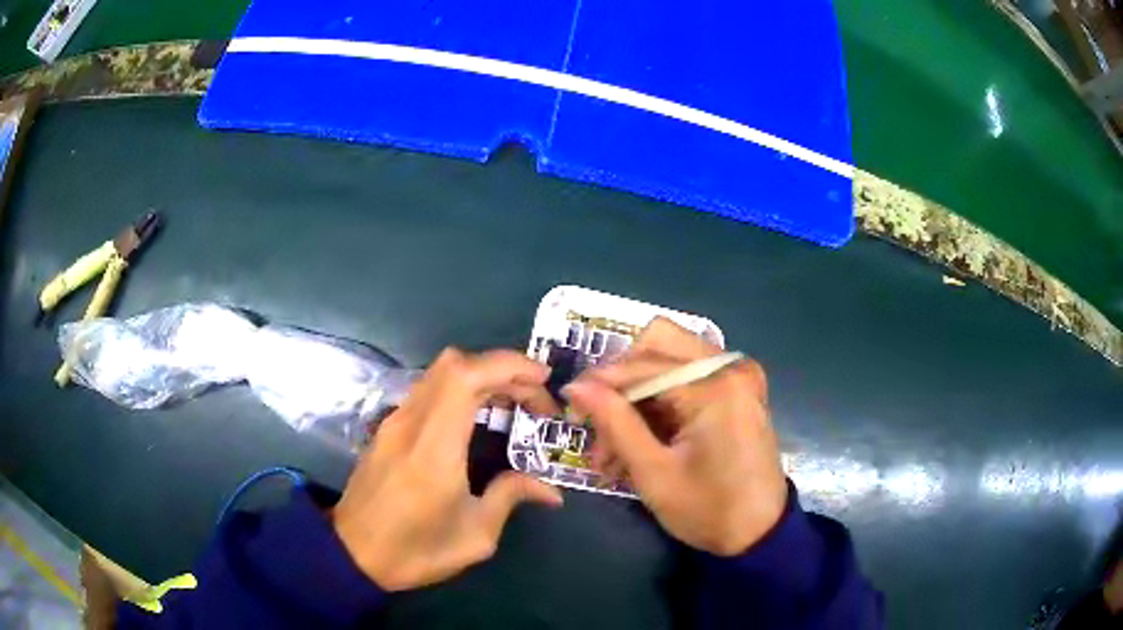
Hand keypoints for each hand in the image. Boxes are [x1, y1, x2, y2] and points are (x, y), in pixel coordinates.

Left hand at [333, 348, 563, 590]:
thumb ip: (511, 497)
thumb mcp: (474, 536)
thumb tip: (551, 491)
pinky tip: (480, 416)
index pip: (465, 377)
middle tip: (535, 399)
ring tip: (515, 403)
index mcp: (433, 448)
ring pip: (440, 372)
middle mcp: (411, 423)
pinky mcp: (389, 427)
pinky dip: (462, 388)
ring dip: (482, 375)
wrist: (353, 554)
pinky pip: (429, 389)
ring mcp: (395, 421)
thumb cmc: (415, 550)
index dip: (508, 366)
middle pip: (454, 363)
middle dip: (503, 369)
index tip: (543, 380)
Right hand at [564, 318, 786, 555]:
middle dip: (621, 380)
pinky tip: (639, 440)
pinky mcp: (738, 389)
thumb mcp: (653, 472)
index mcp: (715, 386)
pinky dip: (659, 403)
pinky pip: (687, 377)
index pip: (643, 365)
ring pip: (669, 359)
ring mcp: (738, 375)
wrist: (760, 533)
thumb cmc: (708, 509)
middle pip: (658, 343)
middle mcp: (730, 367)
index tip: (569, 402)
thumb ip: (615, 422)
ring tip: (613, 448)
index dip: (600, 381)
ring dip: (637, 395)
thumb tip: (576, 386)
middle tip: (599, 420)